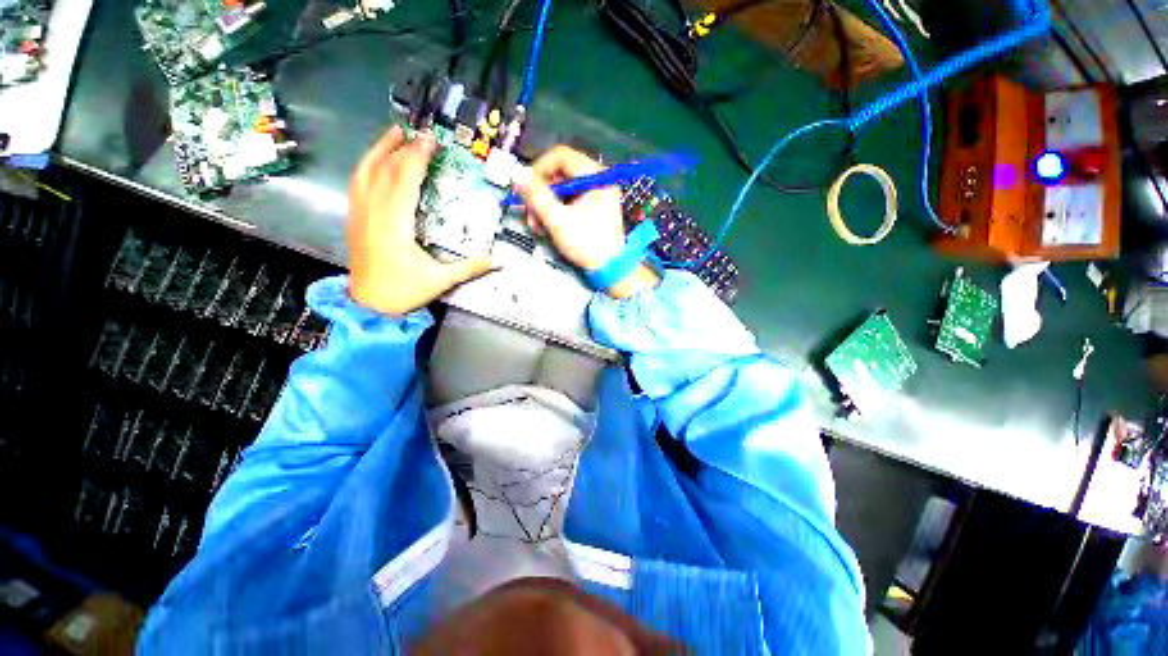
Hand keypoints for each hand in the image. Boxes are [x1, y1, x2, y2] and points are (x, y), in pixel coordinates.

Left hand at [348, 126, 494, 315]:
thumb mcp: (441, 280)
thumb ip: (470, 267)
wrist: (369, 305)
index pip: (404, 180)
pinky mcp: (355, 218)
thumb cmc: (404, 291)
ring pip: (365, 171)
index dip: (417, 157)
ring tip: (396, 132)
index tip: (431, 141)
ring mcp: (359, 213)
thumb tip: (499, 261)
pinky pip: (357, 183)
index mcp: (394, 224)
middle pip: (385, 169)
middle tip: (421, 133)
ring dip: (380, 149)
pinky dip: (368, 165)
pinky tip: (377, 159)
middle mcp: (373, 212)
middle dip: (403, 148)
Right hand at [512, 146, 659, 298]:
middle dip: (540, 193)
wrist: (611, 269)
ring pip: (561, 190)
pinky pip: (567, 201)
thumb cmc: (588, 245)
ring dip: (544, 205)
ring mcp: (595, 195)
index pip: (561, 156)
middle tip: (529, 211)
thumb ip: (536, 196)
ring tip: (536, 224)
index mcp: (596, 177)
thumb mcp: (559, 221)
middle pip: (559, 174)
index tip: (525, 187)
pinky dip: (554, 212)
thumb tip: (517, 174)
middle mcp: (597, 181)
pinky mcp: (592, 208)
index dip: (538, 169)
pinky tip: (546, 227)